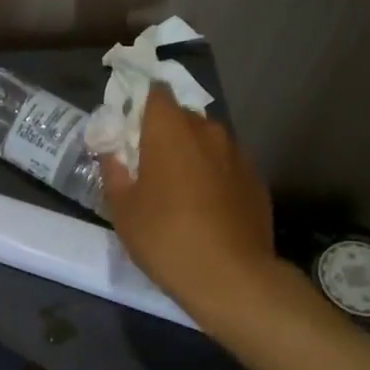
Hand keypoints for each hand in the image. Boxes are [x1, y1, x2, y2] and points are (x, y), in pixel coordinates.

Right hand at [101, 86, 276, 313]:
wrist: (231, 277)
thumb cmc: (165, 236)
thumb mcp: (122, 208)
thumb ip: (113, 171)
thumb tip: (112, 151)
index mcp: (170, 129)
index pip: (156, 92)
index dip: (141, 102)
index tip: (129, 125)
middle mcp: (208, 131)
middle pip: (182, 117)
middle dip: (165, 132)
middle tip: (148, 162)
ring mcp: (238, 154)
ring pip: (208, 141)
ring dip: (192, 154)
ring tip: (179, 188)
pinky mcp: (257, 180)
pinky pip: (227, 166)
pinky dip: (214, 176)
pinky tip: (206, 207)